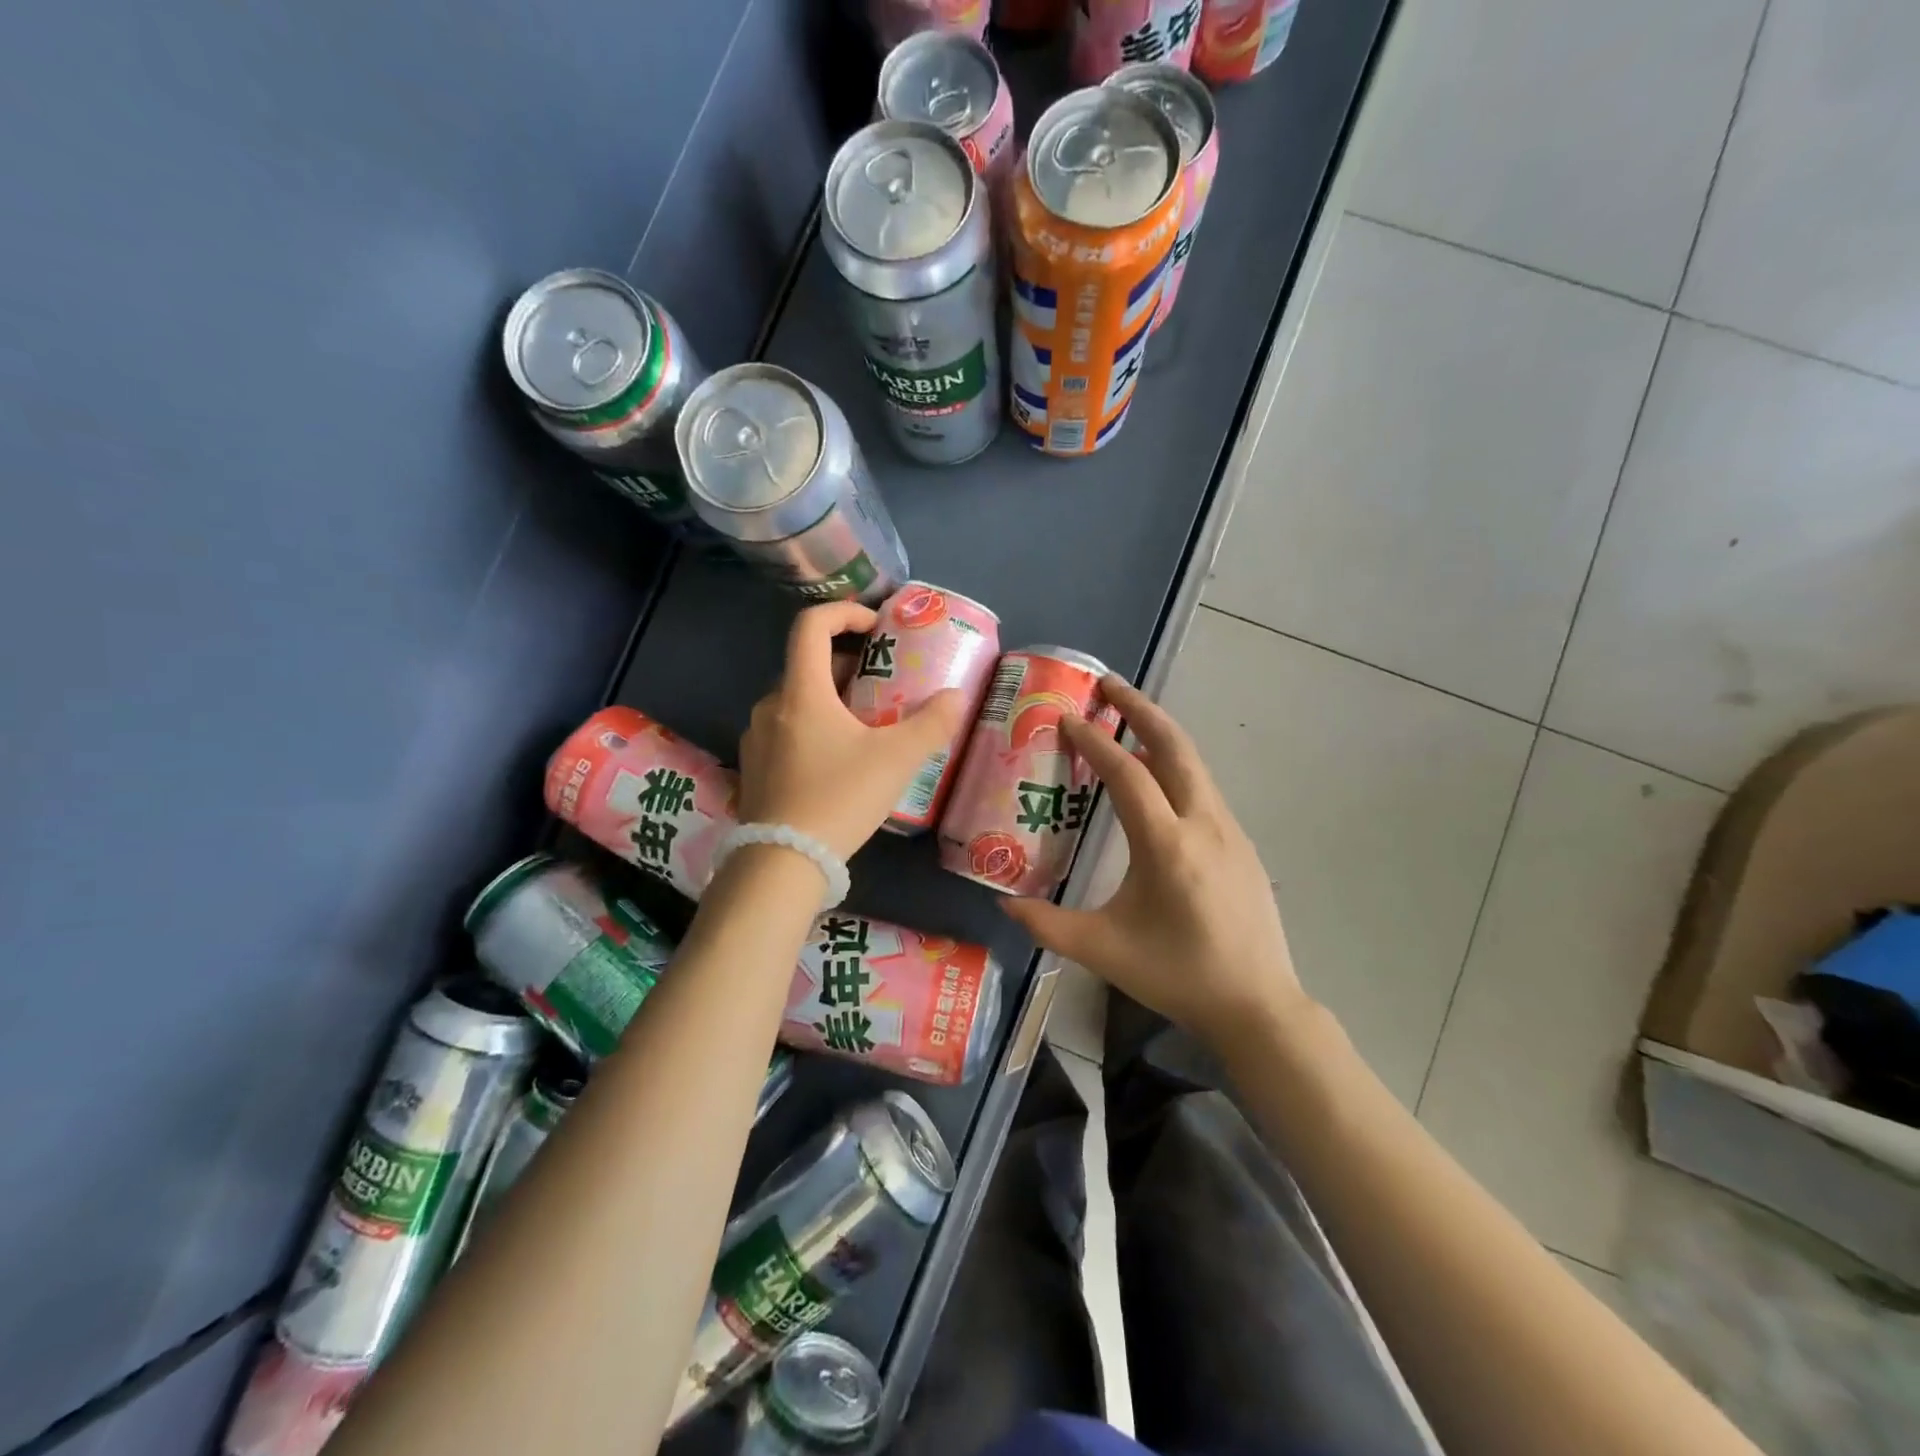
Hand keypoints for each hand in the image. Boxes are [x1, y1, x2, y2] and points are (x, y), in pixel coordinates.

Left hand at [737, 601, 966, 861]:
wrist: (782, 862)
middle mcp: (770, 706)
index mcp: (801, 692)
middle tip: (883, 684)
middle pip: (807, 664)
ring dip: (830, 699)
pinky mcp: (753, 767)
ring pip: (796, 700)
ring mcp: (756, 738)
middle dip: (847, 664)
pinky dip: (812, 727)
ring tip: (865, 726)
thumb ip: (932, 724)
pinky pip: (785, 730)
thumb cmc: (840, 798)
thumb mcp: (897, 760)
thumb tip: (956, 696)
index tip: (876, 627)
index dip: (845, 612)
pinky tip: (836, 761)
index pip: (811, 625)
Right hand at [1001, 676, 1311, 1053]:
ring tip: (1125, 720)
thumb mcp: (1104, 950)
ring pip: (1193, 763)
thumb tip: (1003, 902)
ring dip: (1159, 733)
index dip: (1095, 741)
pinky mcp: (1240, 842)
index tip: (1067, 719)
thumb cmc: (1178, 975)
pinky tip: (1155, 778)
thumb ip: (1048, 925)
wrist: (1258, 1005)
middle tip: (1107, 685)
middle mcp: (1203, 823)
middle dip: (1139, 709)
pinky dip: (1175, 765)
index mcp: (1168, 844)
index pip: (1128, 773)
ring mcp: (1228, 829)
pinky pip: (1202, 787)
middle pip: (1174, 746)